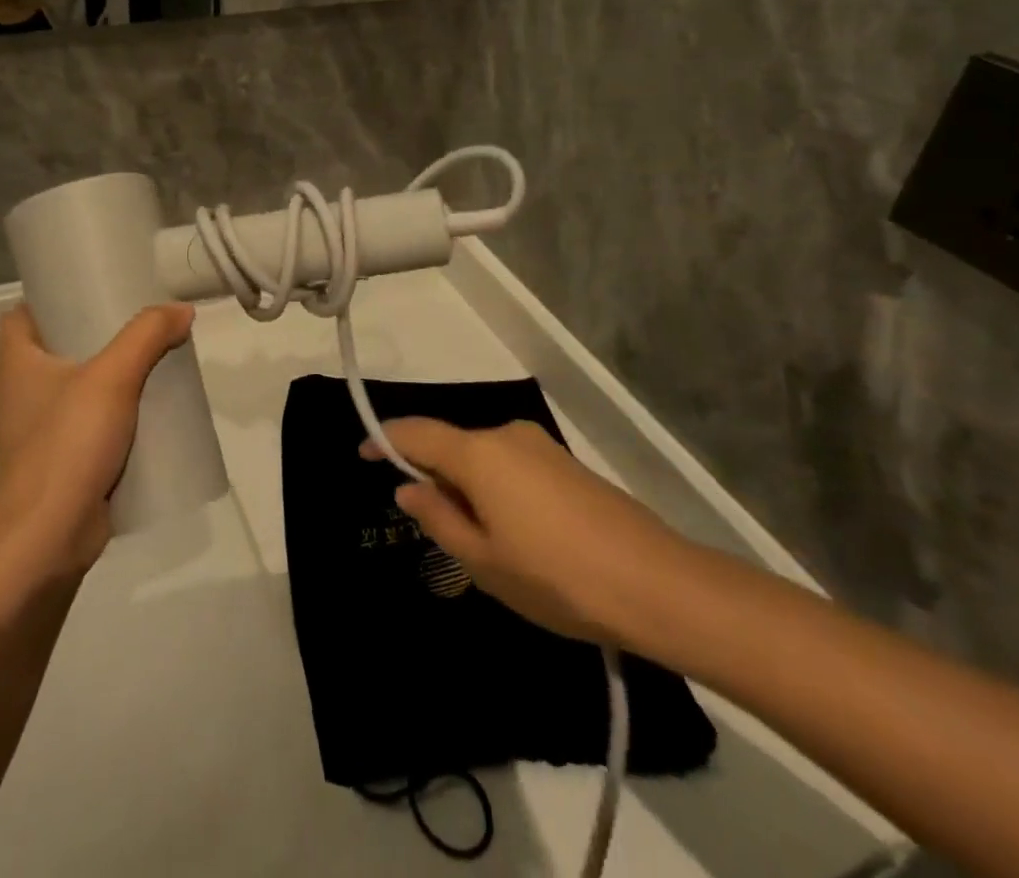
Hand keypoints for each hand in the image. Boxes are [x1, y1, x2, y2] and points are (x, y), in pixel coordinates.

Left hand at [0, 303, 194, 573]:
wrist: (49, 540)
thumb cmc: (67, 446)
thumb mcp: (112, 378)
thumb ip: (147, 336)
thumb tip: (181, 310)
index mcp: (19, 363)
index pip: (22, 314)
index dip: (51, 296)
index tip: (93, 286)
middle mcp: (25, 391)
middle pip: (59, 346)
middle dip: (98, 332)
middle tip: (139, 318)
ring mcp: (44, 428)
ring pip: (80, 384)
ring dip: (113, 372)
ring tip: (154, 356)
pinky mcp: (65, 458)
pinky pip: (93, 420)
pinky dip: (118, 409)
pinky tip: (152, 405)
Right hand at [365, 418, 700, 649]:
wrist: (656, 584)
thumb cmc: (555, 577)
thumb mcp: (483, 561)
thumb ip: (438, 519)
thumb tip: (408, 490)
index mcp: (478, 454)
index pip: (416, 434)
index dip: (384, 441)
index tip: (362, 455)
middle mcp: (507, 435)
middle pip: (452, 447)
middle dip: (435, 479)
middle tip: (437, 530)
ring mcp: (541, 446)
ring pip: (484, 459)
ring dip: (469, 489)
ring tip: (484, 546)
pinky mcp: (567, 464)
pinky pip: (513, 467)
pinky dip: (498, 490)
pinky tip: (519, 538)